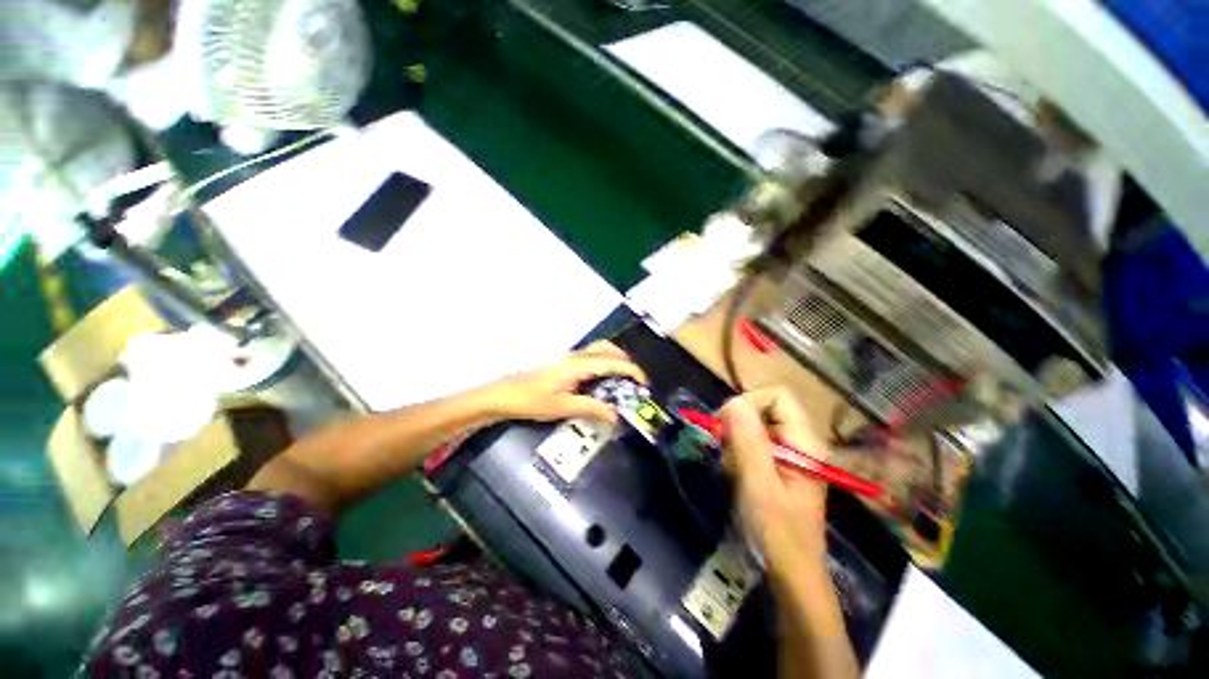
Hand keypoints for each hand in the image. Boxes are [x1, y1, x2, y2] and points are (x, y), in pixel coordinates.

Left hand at [486, 341, 647, 423]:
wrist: (504, 395)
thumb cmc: (531, 401)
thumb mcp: (563, 408)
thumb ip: (591, 409)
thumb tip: (616, 416)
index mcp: (578, 365)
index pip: (613, 362)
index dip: (632, 371)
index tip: (645, 384)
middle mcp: (576, 356)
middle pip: (608, 349)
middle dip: (626, 362)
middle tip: (635, 382)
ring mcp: (570, 357)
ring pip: (600, 350)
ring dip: (615, 360)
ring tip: (622, 381)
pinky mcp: (565, 363)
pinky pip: (592, 357)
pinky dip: (604, 363)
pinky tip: (603, 380)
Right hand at [720, 388, 828, 569]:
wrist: (789, 572)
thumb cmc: (776, 531)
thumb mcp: (758, 483)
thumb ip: (746, 439)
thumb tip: (732, 401)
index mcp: (804, 441)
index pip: (777, 395)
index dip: (749, 402)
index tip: (727, 425)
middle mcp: (799, 441)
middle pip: (762, 409)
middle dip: (737, 427)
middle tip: (728, 454)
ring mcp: (787, 453)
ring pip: (752, 426)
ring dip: (734, 444)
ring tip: (733, 471)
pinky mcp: (776, 465)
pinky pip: (750, 443)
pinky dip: (737, 454)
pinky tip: (735, 475)